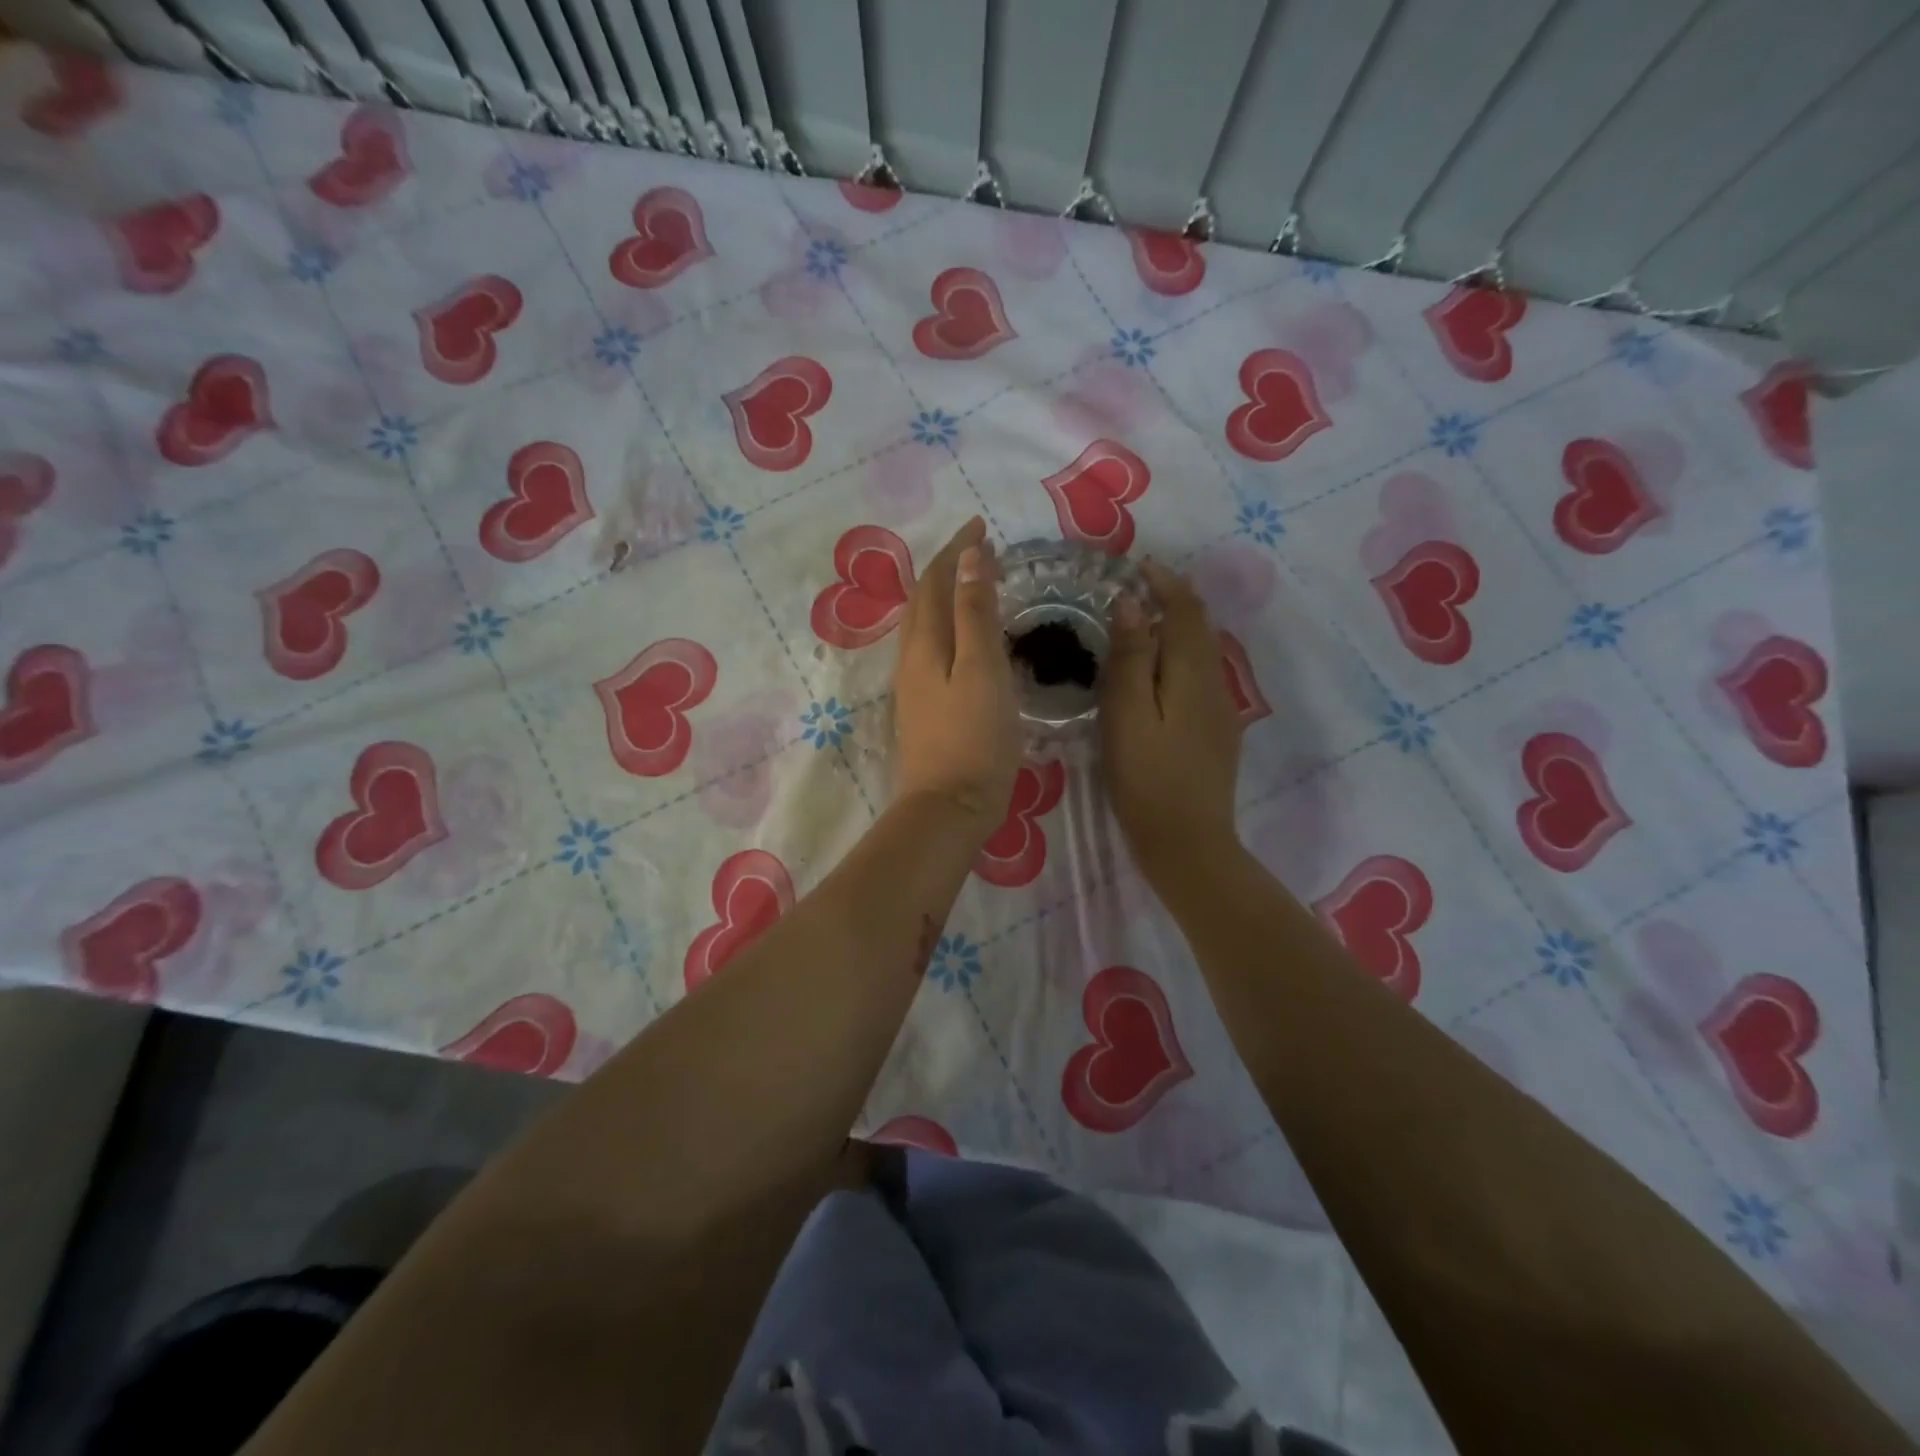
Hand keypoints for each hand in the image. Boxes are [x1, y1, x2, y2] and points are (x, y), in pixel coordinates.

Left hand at [891, 517, 1021, 839]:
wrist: (948, 807)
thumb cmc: (974, 738)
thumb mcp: (983, 669)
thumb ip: (975, 613)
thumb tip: (969, 557)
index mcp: (925, 644)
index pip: (935, 581)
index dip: (956, 549)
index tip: (981, 524)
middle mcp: (911, 658)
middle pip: (923, 600)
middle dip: (947, 568)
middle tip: (979, 550)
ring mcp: (914, 686)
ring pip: (925, 626)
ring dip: (945, 596)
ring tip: (974, 584)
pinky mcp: (923, 708)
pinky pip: (933, 650)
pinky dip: (949, 627)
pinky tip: (966, 639)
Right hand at [1101, 560, 1243, 882]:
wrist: (1188, 842)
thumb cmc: (1146, 779)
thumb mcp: (1126, 715)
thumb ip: (1130, 658)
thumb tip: (1131, 603)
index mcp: (1192, 672)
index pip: (1186, 610)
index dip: (1165, 582)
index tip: (1137, 566)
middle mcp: (1215, 682)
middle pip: (1199, 627)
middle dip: (1172, 600)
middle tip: (1132, 591)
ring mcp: (1220, 708)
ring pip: (1201, 652)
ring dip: (1175, 628)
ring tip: (1137, 626)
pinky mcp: (1216, 731)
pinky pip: (1199, 676)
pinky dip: (1178, 657)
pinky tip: (1154, 674)